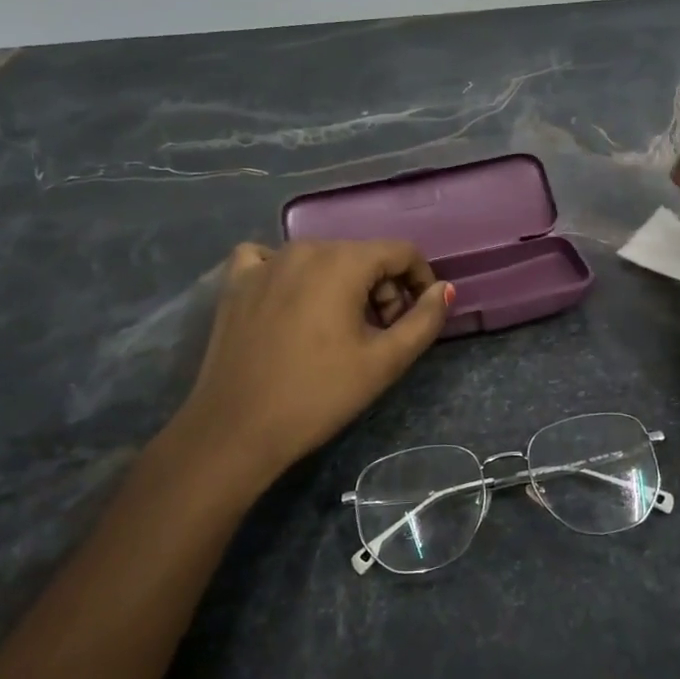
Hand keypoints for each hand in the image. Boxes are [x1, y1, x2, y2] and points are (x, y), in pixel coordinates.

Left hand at [159, 239, 452, 499]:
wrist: (236, 430)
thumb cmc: (319, 395)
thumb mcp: (385, 362)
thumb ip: (424, 320)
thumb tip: (444, 289)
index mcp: (343, 262)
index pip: (402, 252)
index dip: (420, 282)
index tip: (417, 319)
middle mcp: (304, 248)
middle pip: (363, 255)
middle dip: (383, 289)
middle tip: (381, 335)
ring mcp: (264, 262)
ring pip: (322, 259)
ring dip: (343, 286)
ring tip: (339, 331)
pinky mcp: (236, 282)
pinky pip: (271, 260)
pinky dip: (290, 274)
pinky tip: (289, 301)